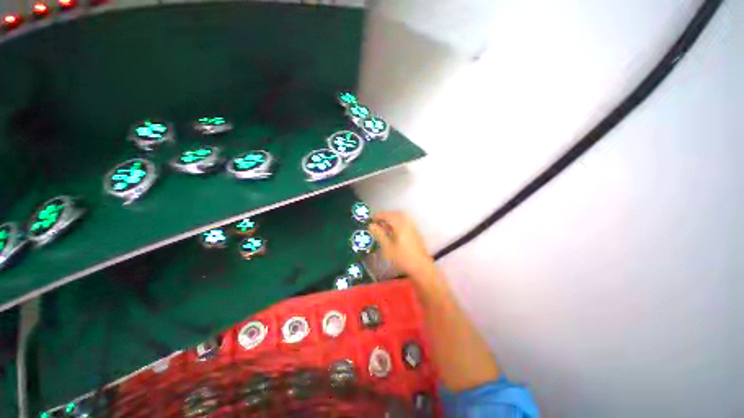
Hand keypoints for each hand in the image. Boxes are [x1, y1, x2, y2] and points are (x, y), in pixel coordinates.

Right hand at [368, 212, 434, 277]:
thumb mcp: (388, 247)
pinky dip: (397, 224)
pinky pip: (404, 223)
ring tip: (384, 228)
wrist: (421, 267)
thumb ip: (379, 234)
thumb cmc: (403, 258)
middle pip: (395, 214)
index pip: (388, 215)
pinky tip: (392, 233)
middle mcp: (408, 223)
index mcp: (401, 225)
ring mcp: (413, 228)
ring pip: (400, 218)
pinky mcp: (415, 232)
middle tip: (377, 221)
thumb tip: (371, 226)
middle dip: (385, 216)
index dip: (379, 215)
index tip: (371, 218)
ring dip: (391, 220)